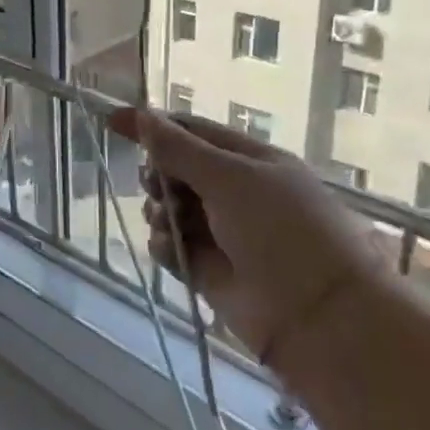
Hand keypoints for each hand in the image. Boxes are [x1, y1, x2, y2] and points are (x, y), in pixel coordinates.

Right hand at [108, 107, 378, 367]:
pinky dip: (165, 246)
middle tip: (156, 186)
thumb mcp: (230, 178)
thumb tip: (141, 115)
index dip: (155, 126)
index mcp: (250, 162)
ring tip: (167, 222)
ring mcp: (220, 232)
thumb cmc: (280, 230)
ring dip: (159, 211)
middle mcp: (235, 193)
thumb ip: (179, 149)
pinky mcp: (207, 269)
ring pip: (169, 209)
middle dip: (158, 175)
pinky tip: (170, 251)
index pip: (193, 132)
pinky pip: (171, 247)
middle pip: (176, 171)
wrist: (316, 314)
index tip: (113, 123)